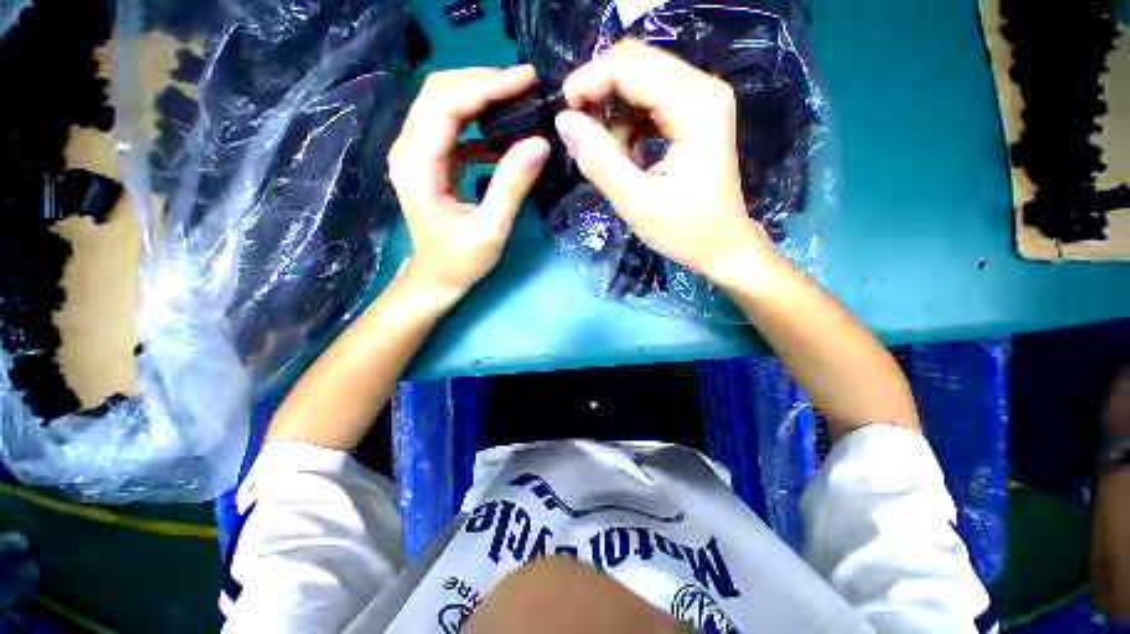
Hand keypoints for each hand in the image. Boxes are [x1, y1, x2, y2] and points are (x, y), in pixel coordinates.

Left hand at [389, 66, 550, 306]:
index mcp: (418, 165)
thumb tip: (539, 142)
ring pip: (445, 104)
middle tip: (526, 84)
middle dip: (483, 81)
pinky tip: (504, 134)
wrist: (437, 279)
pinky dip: (479, 121)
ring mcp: (418, 153)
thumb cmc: (460, 261)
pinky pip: (453, 127)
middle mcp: (409, 150)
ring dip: (481, 96)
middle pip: (440, 93)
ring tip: (519, 100)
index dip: (485, 84)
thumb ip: (512, 186)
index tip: (525, 78)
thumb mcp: (490, 230)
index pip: (446, 104)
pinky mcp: (431, 161)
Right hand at [555, 40, 778, 284]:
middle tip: (581, 135)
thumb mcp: (636, 202)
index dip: (589, 82)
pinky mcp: (696, 112)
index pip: (630, 66)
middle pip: (635, 62)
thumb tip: (564, 121)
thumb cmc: (685, 230)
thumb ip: (599, 161)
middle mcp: (703, 89)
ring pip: (640, 79)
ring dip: (614, 112)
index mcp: (695, 107)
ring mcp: (702, 98)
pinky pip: (650, 98)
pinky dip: (628, 122)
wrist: (722, 245)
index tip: (565, 117)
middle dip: (599, 93)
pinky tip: (628, 154)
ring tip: (611, 157)